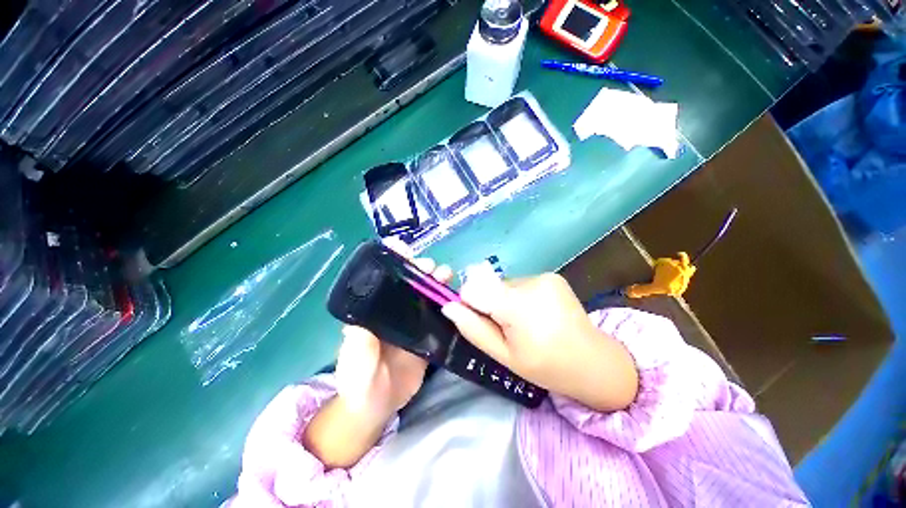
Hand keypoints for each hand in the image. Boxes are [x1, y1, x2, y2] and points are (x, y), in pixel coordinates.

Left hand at [303, 242, 450, 468]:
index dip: (393, 261)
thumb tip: (366, 314)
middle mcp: (394, 310)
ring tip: (446, 275)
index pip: (383, 279)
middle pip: (408, 282)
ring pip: (426, 294)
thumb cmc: (359, 383)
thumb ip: (358, 342)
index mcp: (374, 311)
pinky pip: (439, 313)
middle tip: (431, 267)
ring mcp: (413, 321)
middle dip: (419, 269)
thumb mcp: (355, 363)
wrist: (378, 406)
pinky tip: (457, 296)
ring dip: (435, 281)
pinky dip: (448, 301)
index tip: (402, 248)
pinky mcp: (428, 333)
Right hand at [442, 272, 638, 411]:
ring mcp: (544, 276)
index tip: (481, 320)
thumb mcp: (504, 355)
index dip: (470, 304)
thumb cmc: (545, 365)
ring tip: (526, 322)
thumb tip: (449, 307)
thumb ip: (474, 329)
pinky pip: (522, 283)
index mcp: (517, 306)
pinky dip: (521, 296)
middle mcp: (530, 283)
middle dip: (491, 304)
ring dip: (507, 300)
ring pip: (505, 284)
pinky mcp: (552, 275)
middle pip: (490, 285)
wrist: (594, 361)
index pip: (473, 289)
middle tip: (510, 328)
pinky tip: (538, 313)